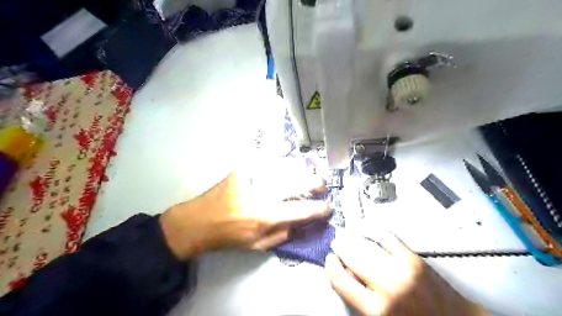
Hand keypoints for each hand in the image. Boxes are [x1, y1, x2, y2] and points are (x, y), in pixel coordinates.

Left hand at [160, 161, 330, 258]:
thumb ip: (282, 235)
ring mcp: (253, 177)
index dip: (319, 209)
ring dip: (301, 170)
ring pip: (285, 168)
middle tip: (322, 186)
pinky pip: (266, 158)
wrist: (199, 221)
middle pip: (297, 183)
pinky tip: (286, 151)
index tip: (328, 208)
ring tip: (308, 174)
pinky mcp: (243, 168)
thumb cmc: (229, 237)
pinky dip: (279, 155)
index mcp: (267, 216)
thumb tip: (301, 224)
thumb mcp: (257, 245)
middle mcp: (263, 194)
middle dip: (315, 184)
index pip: (302, 210)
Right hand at [325, 230, 487, 314]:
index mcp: (377, 310)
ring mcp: (402, 269)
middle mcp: (387, 287)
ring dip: (352, 238)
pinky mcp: (414, 258)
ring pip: (366, 245)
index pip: (341, 281)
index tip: (329, 260)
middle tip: (336, 243)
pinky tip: (366, 228)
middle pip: (352, 257)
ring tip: (347, 236)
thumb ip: (360, 299)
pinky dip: (373, 230)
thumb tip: (346, 274)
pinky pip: (386, 237)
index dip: (331, 267)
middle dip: (340, 247)